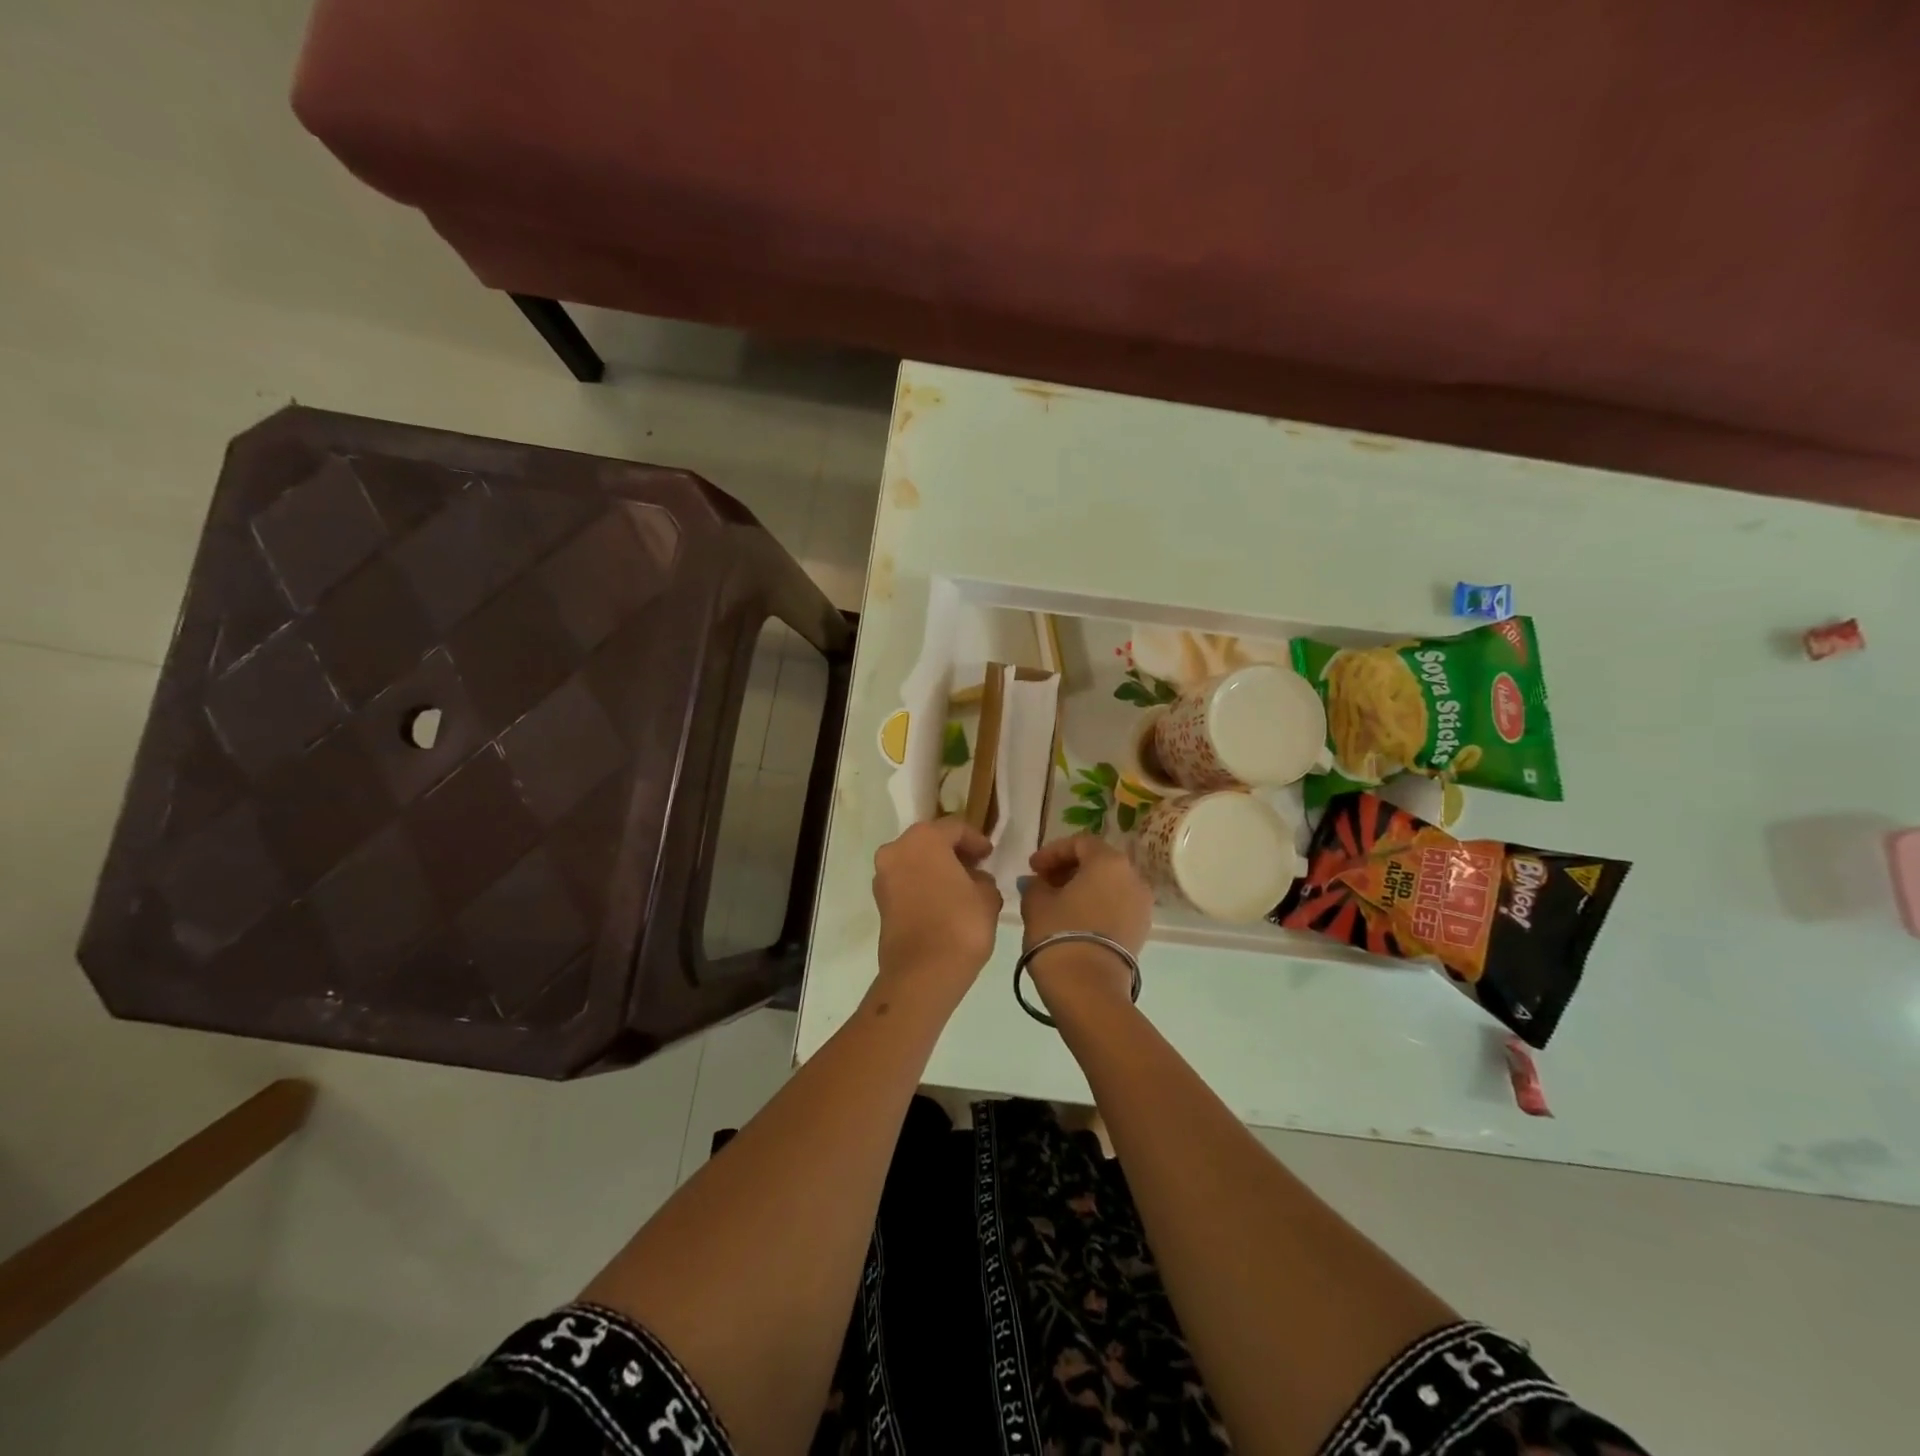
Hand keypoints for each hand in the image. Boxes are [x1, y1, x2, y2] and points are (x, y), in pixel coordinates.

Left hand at [871, 818, 1003, 1005]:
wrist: (922, 972)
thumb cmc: (960, 924)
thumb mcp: (987, 896)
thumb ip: (983, 879)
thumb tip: (975, 879)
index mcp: (924, 838)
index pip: (955, 828)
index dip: (976, 840)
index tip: (990, 855)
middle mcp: (897, 849)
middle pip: (930, 841)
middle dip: (953, 852)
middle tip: (976, 866)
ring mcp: (883, 876)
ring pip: (915, 861)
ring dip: (936, 868)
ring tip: (961, 886)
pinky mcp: (880, 901)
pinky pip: (906, 882)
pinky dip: (924, 884)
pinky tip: (944, 901)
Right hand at [1020, 835, 1154, 1009]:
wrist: (1088, 988)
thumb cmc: (1059, 934)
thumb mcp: (1036, 902)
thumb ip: (1036, 884)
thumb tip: (1039, 882)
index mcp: (1109, 861)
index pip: (1080, 843)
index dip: (1052, 851)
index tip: (1032, 867)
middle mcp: (1133, 877)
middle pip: (1098, 861)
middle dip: (1069, 868)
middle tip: (1043, 881)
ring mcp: (1142, 905)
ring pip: (1110, 884)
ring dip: (1083, 886)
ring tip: (1057, 901)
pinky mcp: (1142, 929)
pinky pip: (1117, 904)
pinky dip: (1096, 904)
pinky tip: (1074, 918)